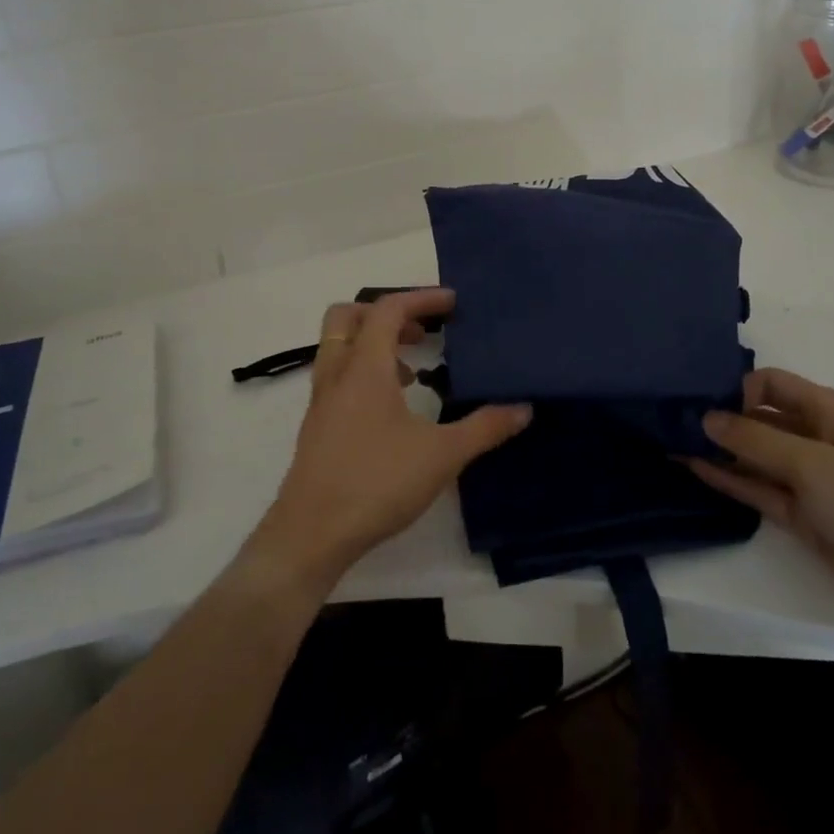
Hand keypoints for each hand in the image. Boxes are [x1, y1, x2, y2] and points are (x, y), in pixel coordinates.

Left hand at [249, 288, 530, 592]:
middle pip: (348, 317)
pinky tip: (391, 409)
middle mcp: (337, 374)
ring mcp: (321, 402)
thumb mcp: (442, 455)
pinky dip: (362, 373)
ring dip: (373, 344)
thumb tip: (523, 408)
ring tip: (411, 369)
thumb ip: (485, 427)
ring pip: (339, 348)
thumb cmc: (376, 483)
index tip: (452, 302)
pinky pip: (337, 377)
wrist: (310, 535)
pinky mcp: (316, 428)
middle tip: (420, 330)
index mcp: (364, 367)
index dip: (421, 298)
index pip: (388, 309)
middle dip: (385, 313)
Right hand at [687, 368, 833, 636]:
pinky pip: (760, 490)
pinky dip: (730, 480)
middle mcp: (816, 439)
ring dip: (719, 450)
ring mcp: (810, 480)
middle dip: (721, 417)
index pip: (772, 384)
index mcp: (829, 412)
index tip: (699, 400)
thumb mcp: (814, 465)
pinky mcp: (804, 516)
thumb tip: (707, 418)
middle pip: (760, 418)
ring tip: (670, 441)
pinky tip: (694, 468)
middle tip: (671, 419)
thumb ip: (756, 441)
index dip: (737, 387)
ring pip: (755, 456)